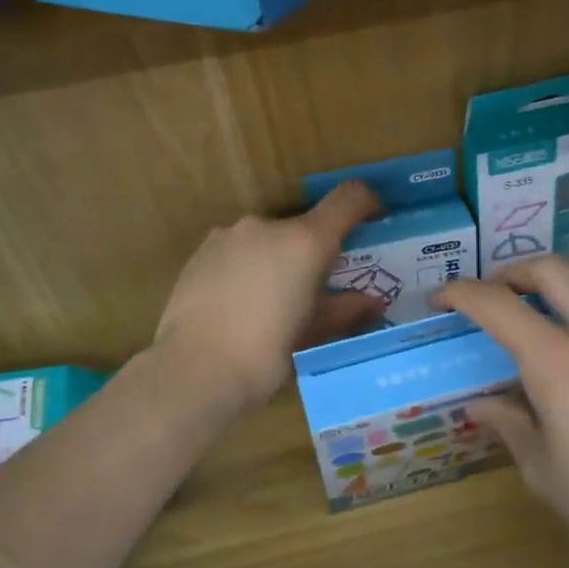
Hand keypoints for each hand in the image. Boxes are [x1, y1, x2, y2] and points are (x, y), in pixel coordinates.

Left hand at [154, 182, 384, 411]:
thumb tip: (373, 302)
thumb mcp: (312, 333)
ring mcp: (229, 235)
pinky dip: (246, 268)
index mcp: (305, 240)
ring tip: (269, 304)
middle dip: (312, 252)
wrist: (195, 369)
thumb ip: (346, 310)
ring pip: (266, 240)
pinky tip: (238, 306)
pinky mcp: (200, 251)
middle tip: (313, 291)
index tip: (372, 222)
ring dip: (276, 260)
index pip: (348, 198)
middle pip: (303, 226)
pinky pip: (236, 251)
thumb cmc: (265, 353)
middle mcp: (267, 225)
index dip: (367, 203)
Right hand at [435, 257, 568, 567]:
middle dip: (512, 272)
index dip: (460, 294)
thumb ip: (509, 425)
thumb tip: (482, 405)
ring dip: (551, 295)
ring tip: (530, 332)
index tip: (439, 301)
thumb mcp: (543, 471)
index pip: (497, 304)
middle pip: (552, 269)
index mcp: (559, 362)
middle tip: (490, 297)